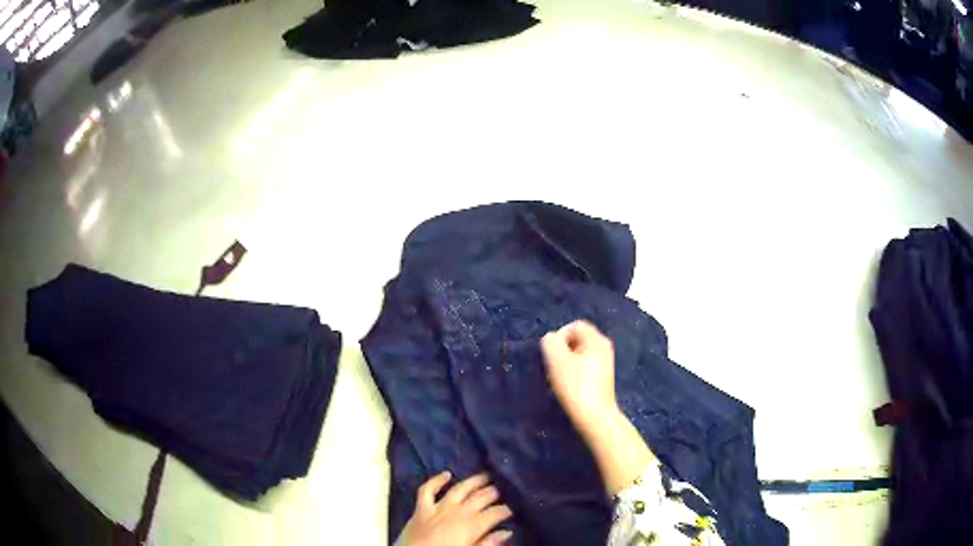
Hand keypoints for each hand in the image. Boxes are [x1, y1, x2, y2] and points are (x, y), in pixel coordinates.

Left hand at [400, 472, 513, 545]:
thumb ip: (488, 543)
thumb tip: (506, 533)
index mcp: (473, 525)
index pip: (496, 513)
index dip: (506, 509)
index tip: (513, 508)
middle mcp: (458, 512)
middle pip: (481, 498)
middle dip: (494, 492)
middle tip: (504, 489)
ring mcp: (438, 508)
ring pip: (459, 489)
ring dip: (473, 481)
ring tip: (486, 476)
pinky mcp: (421, 509)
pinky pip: (427, 490)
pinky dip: (436, 480)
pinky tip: (446, 474)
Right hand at [541, 320, 655, 495]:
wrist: (596, 417)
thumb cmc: (576, 386)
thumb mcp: (557, 360)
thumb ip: (551, 342)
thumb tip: (551, 339)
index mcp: (597, 340)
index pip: (575, 325)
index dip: (560, 335)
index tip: (552, 354)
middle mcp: (604, 347)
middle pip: (578, 339)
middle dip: (562, 349)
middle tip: (553, 365)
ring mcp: (605, 363)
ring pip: (580, 353)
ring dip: (566, 362)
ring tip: (559, 377)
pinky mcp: (602, 378)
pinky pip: (584, 366)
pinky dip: (574, 372)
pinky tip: (568, 386)